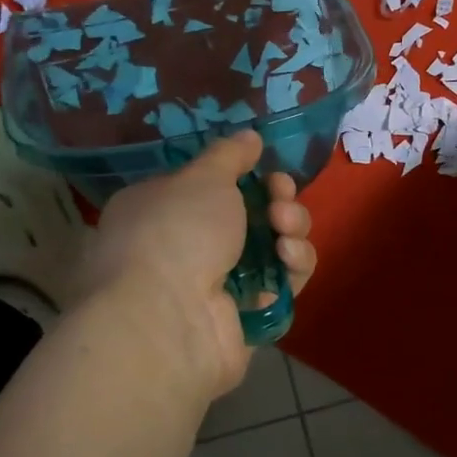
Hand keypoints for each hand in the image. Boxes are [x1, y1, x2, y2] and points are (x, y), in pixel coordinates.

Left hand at [77, 131, 316, 399]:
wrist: (169, 320)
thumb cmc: (175, 234)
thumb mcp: (201, 178)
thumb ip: (229, 155)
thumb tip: (248, 137)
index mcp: (163, 211)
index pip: (213, 189)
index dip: (246, 176)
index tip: (266, 169)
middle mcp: (188, 249)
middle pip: (251, 217)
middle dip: (277, 202)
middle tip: (280, 200)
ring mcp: (219, 287)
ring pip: (273, 249)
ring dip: (290, 230)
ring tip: (284, 229)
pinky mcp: (248, 318)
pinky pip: (283, 285)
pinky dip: (293, 267)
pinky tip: (288, 258)